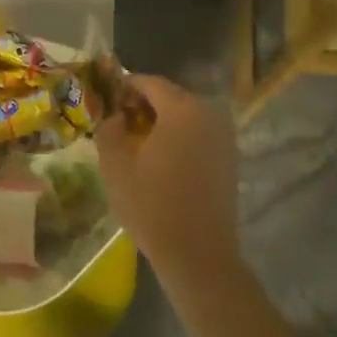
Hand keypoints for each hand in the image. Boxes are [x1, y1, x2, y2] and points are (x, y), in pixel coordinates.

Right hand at [95, 75, 240, 279]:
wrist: (198, 255)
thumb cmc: (152, 206)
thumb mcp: (115, 166)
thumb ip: (109, 128)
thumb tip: (115, 116)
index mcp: (182, 108)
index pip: (149, 82)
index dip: (125, 87)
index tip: (106, 101)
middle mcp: (209, 113)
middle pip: (170, 96)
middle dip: (143, 105)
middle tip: (119, 123)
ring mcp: (224, 135)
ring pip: (186, 115)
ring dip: (162, 122)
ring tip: (138, 143)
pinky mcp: (230, 157)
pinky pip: (199, 133)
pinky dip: (180, 137)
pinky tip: (162, 160)